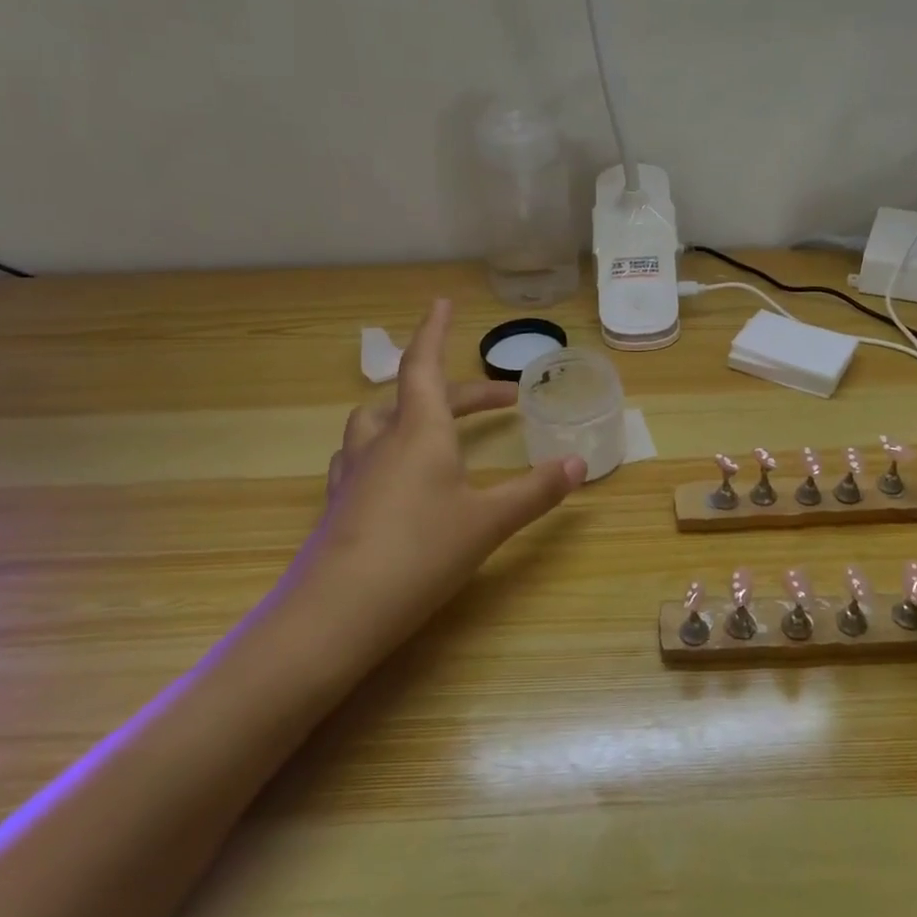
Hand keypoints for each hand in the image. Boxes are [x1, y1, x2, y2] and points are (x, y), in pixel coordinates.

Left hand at [277, 300, 585, 666]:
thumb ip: (535, 491)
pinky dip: (384, 448)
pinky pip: (360, 457)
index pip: (424, 365)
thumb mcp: (489, 521)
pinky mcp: (338, 506)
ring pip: (375, 422)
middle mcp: (381, 441)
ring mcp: (353, 474)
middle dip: (459, 391)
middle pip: (413, 395)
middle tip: (500, 401)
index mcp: (419, 431)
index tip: (443, 302)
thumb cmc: (421, 553)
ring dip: (408, 411)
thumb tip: (580, 464)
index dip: (435, 331)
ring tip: (436, 427)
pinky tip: (394, 475)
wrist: (336, 615)